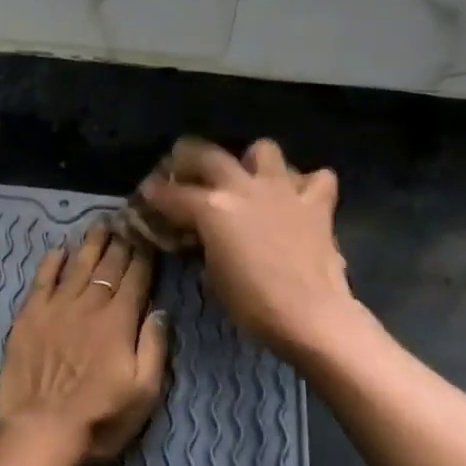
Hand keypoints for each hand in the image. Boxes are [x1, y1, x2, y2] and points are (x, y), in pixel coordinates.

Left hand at [0, 226, 170, 465]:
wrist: (40, 430)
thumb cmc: (99, 418)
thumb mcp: (144, 393)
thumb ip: (154, 347)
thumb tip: (160, 311)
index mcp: (119, 321)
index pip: (136, 278)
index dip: (144, 255)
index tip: (149, 235)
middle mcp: (89, 305)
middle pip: (108, 266)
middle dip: (120, 241)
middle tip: (126, 219)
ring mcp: (56, 307)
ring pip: (77, 265)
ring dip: (90, 243)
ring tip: (99, 224)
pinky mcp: (29, 316)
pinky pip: (42, 279)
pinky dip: (51, 262)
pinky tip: (59, 250)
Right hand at [139, 138, 358, 359]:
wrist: (311, 315)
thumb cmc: (252, 304)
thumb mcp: (213, 275)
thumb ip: (204, 244)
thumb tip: (200, 236)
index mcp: (212, 208)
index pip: (173, 194)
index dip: (156, 193)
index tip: (148, 192)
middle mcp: (244, 188)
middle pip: (209, 155)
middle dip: (189, 155)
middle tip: (182, 163)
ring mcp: (283, 190)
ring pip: (264, 149)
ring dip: (253, 160)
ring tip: (249, 177)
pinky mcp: (316, 203)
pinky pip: (317, 178)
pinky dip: (306, 183)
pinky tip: (298, 197)